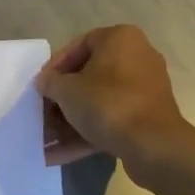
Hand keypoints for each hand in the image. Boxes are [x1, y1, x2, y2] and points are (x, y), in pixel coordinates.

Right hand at [36, 25, 189, 166]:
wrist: (153, 146)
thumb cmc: (107, 104)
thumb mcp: (67, 90)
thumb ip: (50, 82)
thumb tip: (45, 83)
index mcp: (121, 39)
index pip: (80, 44)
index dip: (56, 65)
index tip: (42, 85)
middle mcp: (137, 58)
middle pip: (89, 76)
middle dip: (61, 99)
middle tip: (41, 113)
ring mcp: (144, 91)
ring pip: (98, 102)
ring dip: (69, 121)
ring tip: (44, 139)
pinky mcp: (146, 118)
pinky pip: (110, 120)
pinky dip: (85, 134)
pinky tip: (57, 155)